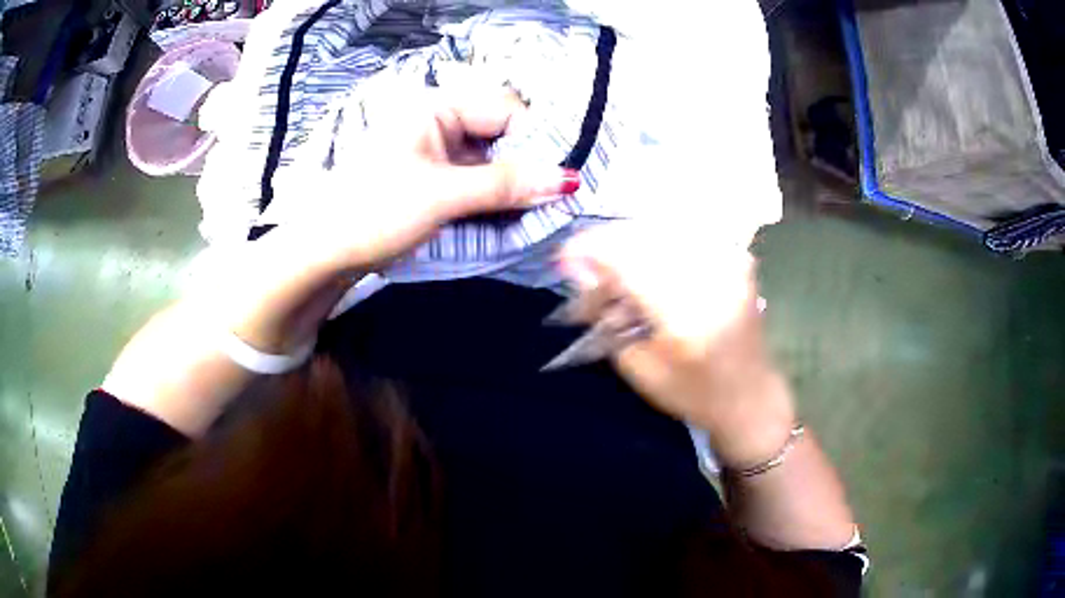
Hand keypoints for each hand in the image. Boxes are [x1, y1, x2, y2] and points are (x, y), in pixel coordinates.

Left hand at [270, 84, 579, 271]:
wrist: (325, 252)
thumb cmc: (375, 211)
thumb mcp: (443, 195)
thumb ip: (504, 185)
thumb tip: (566, 179)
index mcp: (438, 111)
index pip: (506, 112)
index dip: (537, 142)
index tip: (564, 177)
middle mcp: (441, 127)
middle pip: (502, 140)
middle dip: (528, 171)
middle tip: (557, 202)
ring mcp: (438, 156)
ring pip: (492, 166)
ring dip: (514, 191)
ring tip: (541, 216)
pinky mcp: (435, 184)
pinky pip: (477, 186)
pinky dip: (495, 203)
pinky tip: (514, 221)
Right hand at [560, 221, 794, 468]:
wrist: (749, 396)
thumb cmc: (692, 393)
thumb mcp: (638, 368)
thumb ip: (607, 318)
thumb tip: (582, 273)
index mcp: (684, 313)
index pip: (626, 261)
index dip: (589, 250)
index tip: (563, 256)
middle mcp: (710, 277)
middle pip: (642, 237)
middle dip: (606, 247)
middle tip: (588, 271)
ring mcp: (729, 261)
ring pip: (662, 231)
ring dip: (630, 245)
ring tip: (617, 273)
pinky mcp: (736, 258)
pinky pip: (685, 236)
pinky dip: (657, 246)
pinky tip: (647, 266)